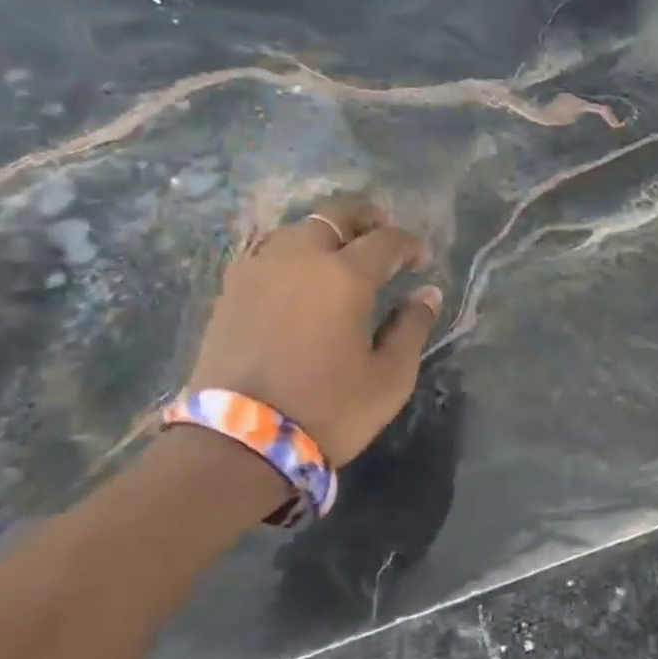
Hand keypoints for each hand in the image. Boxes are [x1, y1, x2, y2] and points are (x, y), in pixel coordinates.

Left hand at [186, 198, 441, 466]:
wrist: (238, 442)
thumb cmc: (328, 410)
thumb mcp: (390, 377)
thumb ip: (411, 327)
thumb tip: (427, 294)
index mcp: (344, 276)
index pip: (385, 241)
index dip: (409, 244)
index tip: (422, 259)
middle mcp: (298, 258)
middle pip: (334, 216)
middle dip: (365, 219)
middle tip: (382, 235)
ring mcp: (257, 270)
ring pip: (296, 230)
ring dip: (325, 234)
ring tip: (340, 256)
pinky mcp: (230, 291)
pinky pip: (268, 253)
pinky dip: (293, 254)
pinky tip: (300, 278)